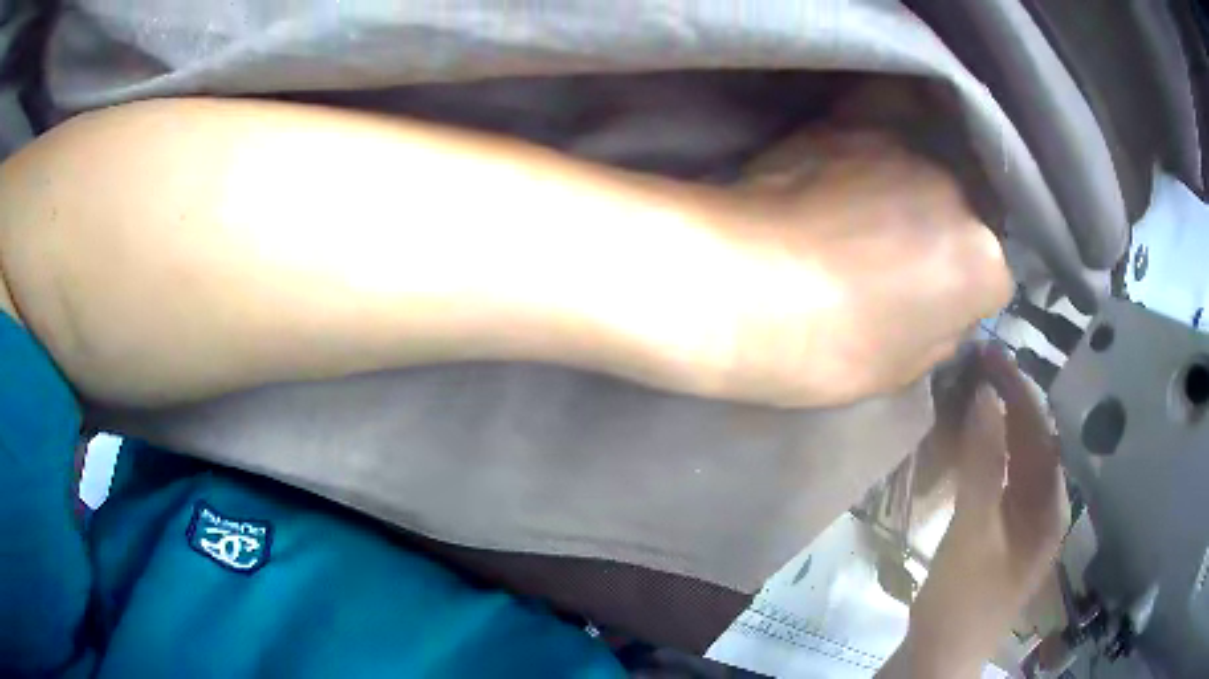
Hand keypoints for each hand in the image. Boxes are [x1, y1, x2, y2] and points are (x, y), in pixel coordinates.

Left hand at [695, 131, 1011, 406]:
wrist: (745, 288)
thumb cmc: (828, 350)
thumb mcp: (903, 370)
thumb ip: (942, 330)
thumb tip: (947, 307)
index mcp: (983, 264)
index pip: (990, 274)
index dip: (958, 290)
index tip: (922, 300)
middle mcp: (958, 193)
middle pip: (959, 214)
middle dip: (933, 234)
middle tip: (884, 257)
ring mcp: (904, 149)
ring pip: (917, 174)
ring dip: (898, 193)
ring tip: (847, 217)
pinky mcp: (849, 125)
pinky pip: (872, 143)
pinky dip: (862, 162)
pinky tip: (830, 179)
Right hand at [885, 345, 1067, 677]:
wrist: (938, 658)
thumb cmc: (963, 601)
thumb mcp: (973, 533)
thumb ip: (983, 464)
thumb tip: (984, 394)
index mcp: (1051, 506)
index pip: (1042, 432)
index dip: (1018, 390)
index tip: (989, 356)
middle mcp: (1043, 507)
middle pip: (1030, 442)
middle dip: (1006, 402)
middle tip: (973, 365)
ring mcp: (1020, 522)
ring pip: (1012, 459)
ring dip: (993, 424)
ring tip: (968, 391)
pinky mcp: (997, 532)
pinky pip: (995, 480)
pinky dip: (982, 454)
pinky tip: (963, 441)